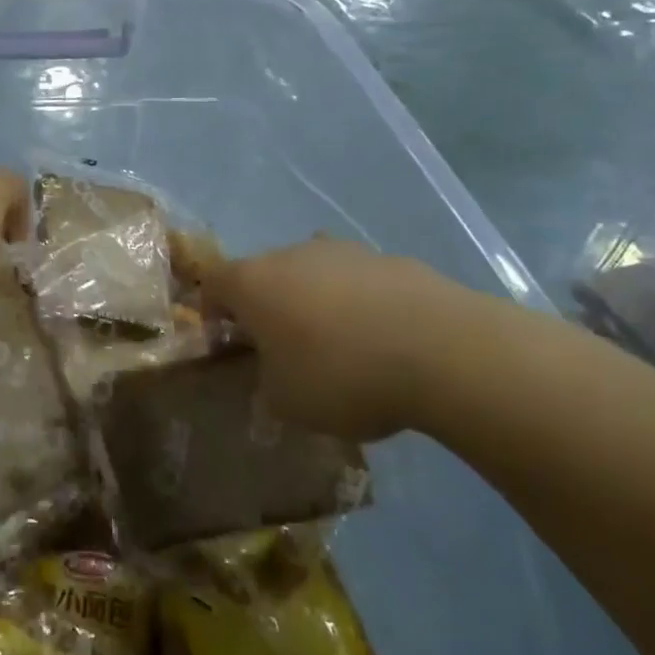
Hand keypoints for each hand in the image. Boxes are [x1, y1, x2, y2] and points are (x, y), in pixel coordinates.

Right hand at [205, 239, 499, 441]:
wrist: (443, 350)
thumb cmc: (341, 375)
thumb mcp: (286, 403)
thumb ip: (265, 386)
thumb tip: (273, 378)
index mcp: (252, 281)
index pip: (211, 283)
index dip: (211, 312)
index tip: (226, 345)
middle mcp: (291, 254)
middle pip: (263, 275)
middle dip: (266, 309)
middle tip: (282, 351)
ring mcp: (344, 251)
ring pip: (312, 275)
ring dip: (314, 304)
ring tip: (338, 348)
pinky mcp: (391, 259)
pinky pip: (358, 282)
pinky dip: (358, 305)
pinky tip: (382, 342)